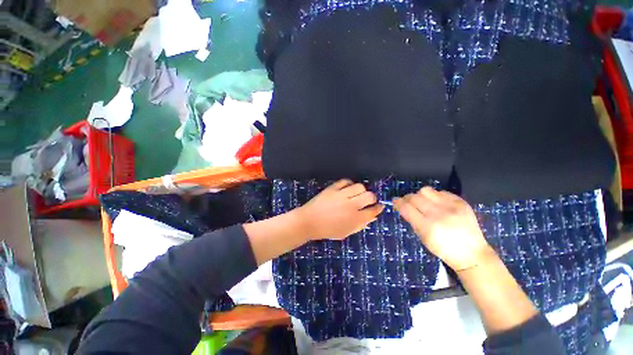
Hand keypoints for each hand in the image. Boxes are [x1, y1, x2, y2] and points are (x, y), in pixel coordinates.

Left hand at [295, 179, 383, 240]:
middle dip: (372, 198)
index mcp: (354, 219)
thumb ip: (360, 225)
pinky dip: (349, 184)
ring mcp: (341, 195)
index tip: (379, 206)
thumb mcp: (346, 232)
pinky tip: (347, 188)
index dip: (378, 208)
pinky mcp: (333, 188)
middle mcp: (350, 205)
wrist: (309, 221)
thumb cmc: (327, 230)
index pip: (373, 211)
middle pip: (369, 196)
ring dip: (361, 190)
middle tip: (368, 200)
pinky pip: (346, 181)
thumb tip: (372, 217)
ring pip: (359, 186)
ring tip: (357, 194)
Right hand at [393, 187, 493, 270]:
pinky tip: (437, 203)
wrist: (472, 253)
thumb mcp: (423, 238)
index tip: (395, 201)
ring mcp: (451, 207)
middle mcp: (438, 214)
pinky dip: (435, 196)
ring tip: (422, 201)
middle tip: (407, 202)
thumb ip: (413, 221)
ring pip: (426, 191)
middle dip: (407, 198)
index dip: (398, 202)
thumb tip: (404, 208)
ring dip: (420, 195)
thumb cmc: (444, 250)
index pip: (406, 208)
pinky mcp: (461, 202)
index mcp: (427, 226)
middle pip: (414, 197)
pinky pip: (441, 192)